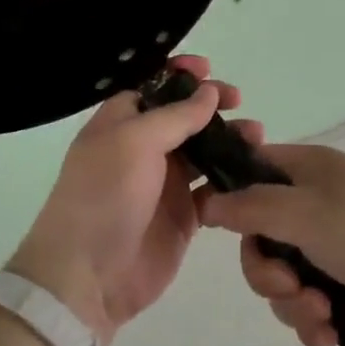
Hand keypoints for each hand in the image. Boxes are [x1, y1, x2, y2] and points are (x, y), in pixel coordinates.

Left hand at [9, 56, 256, 345]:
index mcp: (121, 122)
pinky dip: (232, 181)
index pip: (154, 86)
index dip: (180, 74)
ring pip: (203, 151)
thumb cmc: (104, 195)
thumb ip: (176, 116)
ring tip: (256, 136)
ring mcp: (164, 183)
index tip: (208, 69)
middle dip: (211, 105)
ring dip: (229, 140)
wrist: (88, 276)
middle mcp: (143, 147)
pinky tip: (253, 174)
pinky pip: (213, 190)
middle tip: (239, 101)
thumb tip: (208, 91)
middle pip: (183, 116)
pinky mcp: (183, 217)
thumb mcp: (135, 142)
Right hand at [199, 143, 344, 345]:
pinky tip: (331, 335)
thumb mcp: (305, 212)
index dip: (230, 198)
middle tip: (288, 287)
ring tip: (322, 315)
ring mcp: (335, 244)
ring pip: (285, 277)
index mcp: (306, 171)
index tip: (215, 228)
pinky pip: (311, 302)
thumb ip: (251, 207)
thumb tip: (207, 201)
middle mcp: (316, 203)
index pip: (250, 172)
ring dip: (293, 303)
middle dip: (267, 272)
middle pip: (262, 237)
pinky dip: (315, 321)